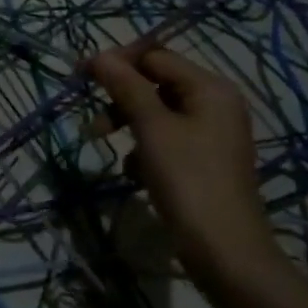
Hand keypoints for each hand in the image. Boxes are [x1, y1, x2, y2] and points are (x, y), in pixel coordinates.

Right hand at [86, 46, 278, 285]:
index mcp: (210, 88)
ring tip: (102, 143)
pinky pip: (166, 139)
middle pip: (156, 83)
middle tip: (92, 118)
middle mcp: (215, 103)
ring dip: (128, 124)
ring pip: (157, 113)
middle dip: (121, 97)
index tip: (81, 76)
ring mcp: (211, 134)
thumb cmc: (188, 180)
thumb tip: (100, 55)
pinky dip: (145, 149)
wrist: (225, 252)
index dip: (117, 62)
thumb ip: (126, 86)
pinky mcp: (203, 161)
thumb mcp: (152, 128)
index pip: (156, 56)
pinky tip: (134, 172)